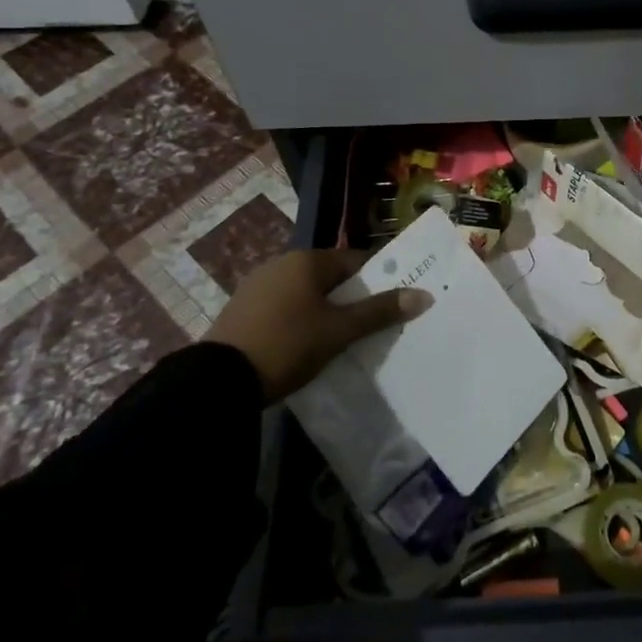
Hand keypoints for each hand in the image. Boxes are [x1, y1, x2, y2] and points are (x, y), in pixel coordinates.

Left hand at [207, 248, 431, 403]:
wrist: (218, 381)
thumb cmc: (288, 345)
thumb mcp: (339, 331)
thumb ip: (380, 311)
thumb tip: (424, 295)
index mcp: (307, 261)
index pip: (356, 261)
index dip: (379, 281)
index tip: (394, 304)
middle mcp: (281, 264)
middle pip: (331, 277)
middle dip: (352, 298)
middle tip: (372, 326)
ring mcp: (258, 285)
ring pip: (307, 293)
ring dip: (326, 311)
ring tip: (342, 339)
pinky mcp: (242, 309)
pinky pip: (285, 307)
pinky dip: (301, 320)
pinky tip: (306, 344)